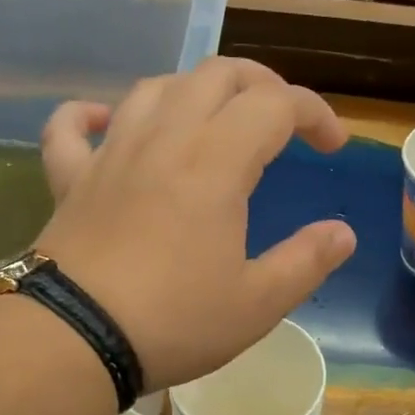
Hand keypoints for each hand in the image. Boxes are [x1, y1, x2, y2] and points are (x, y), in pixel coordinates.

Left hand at [33, 59, 355, 389]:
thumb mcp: (258, 304)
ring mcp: (111, 155)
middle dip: (260, 84)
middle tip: (282, 120)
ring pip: (154, 88)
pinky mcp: (71, 180)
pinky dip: (90, 114)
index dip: (313, 113)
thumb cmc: (175, 322)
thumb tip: (342, 233)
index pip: (275, 104)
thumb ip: (306, 262)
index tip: (333, 145)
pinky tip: (106, 120)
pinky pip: (72, 128)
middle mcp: (164, 140)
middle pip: (216, 75)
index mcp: (216, 164)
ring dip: (194, 91)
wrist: (75, 339)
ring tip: (214, 119)